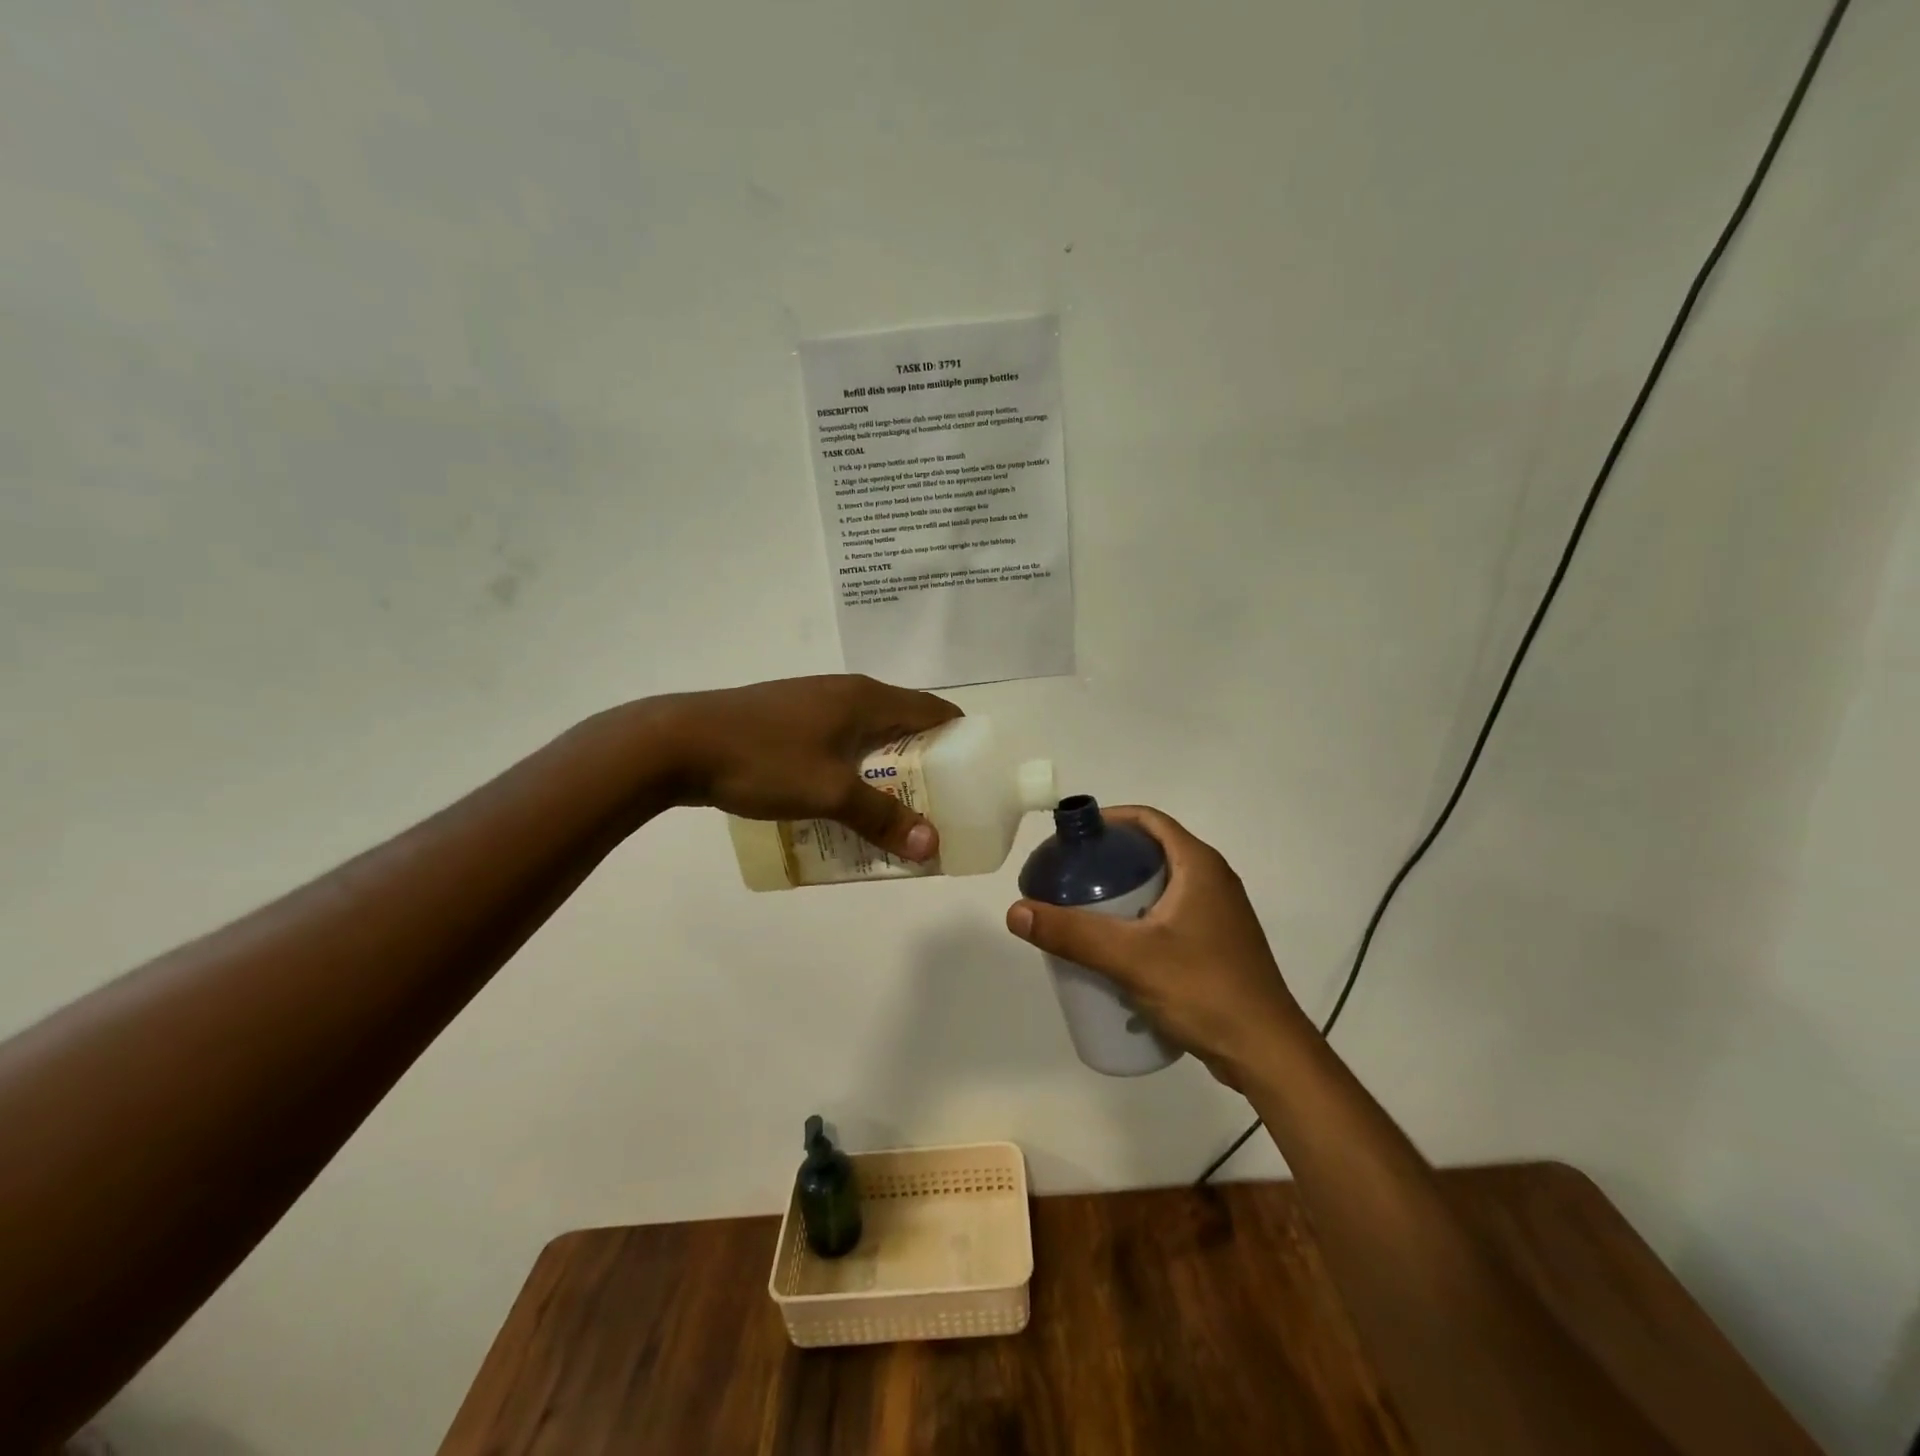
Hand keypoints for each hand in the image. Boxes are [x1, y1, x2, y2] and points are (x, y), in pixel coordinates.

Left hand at [651, 675, 960, 860]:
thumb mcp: (829, 792)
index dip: (959, 738)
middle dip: (923, 766)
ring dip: (884, 772)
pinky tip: (840, 803)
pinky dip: (851, 771)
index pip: (933, 709)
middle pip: (902, 726)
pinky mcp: (787, 720)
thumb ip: (882, 818)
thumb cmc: (763, 760)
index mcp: (867, 698)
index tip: (972, 776)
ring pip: (867, 737)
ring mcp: (813, 704)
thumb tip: (932, 846)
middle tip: (934, 807)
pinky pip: (837, 744)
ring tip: (891, 813)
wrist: (677, 743)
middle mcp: (846, 692)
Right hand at [1005, 806, 1306, 1085]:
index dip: (1109, 821)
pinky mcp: (1217, 945)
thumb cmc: (1203, 989)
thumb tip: (1016, 911)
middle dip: (1109, 861)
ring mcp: (1218, 915)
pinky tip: (1116, 948)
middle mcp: (1213, 880)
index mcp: (1199, 866)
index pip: (1148, 820)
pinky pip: (1170, 916)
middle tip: (1069, 878)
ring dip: (1123, 893)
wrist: (1266, 1053)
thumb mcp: (1131, 957)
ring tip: (1083, 912)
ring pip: (1161, 887)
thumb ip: (1072, 933)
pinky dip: (1140, 919)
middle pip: (1152, 852)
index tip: (1073, 838)